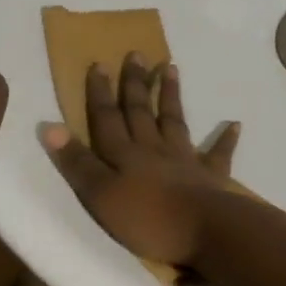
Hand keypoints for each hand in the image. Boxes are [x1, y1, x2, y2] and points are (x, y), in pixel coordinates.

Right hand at [42, 54, 240, 267]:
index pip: (107, 118)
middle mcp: (153, 150)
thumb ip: (78, 162)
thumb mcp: (101, 195)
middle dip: (135, 84)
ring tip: (171, 68)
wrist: (207, 231)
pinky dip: (225, 139)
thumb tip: (50, 126)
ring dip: (170, 96)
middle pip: (141, 112)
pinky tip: (234, 124)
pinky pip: (218, 155)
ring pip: (175, 122)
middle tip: (136, 54)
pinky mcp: (212, 179)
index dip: (100, 93)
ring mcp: (185, 161)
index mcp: (124, 155)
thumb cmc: (148, 218)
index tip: (98, 64)